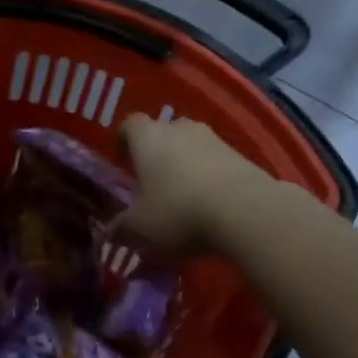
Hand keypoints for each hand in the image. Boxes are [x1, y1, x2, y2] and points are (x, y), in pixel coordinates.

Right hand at [120, 116, 269, 250]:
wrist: (247, 211)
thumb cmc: (178, 212)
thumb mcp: (140, 229)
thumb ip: (121, 229)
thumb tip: (110, 232)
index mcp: (147, 138)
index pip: (129, 124)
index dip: (124, 141)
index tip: (124, 163)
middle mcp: (179, 129)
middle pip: (164, 132)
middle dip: (158, 153)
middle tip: (154, 183)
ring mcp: (214, 139)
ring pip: (193, 146)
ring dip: (188, 165)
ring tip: (186, 197)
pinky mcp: (242, 155)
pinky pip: (218, 162)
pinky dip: (212, 177)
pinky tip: (213, 205)